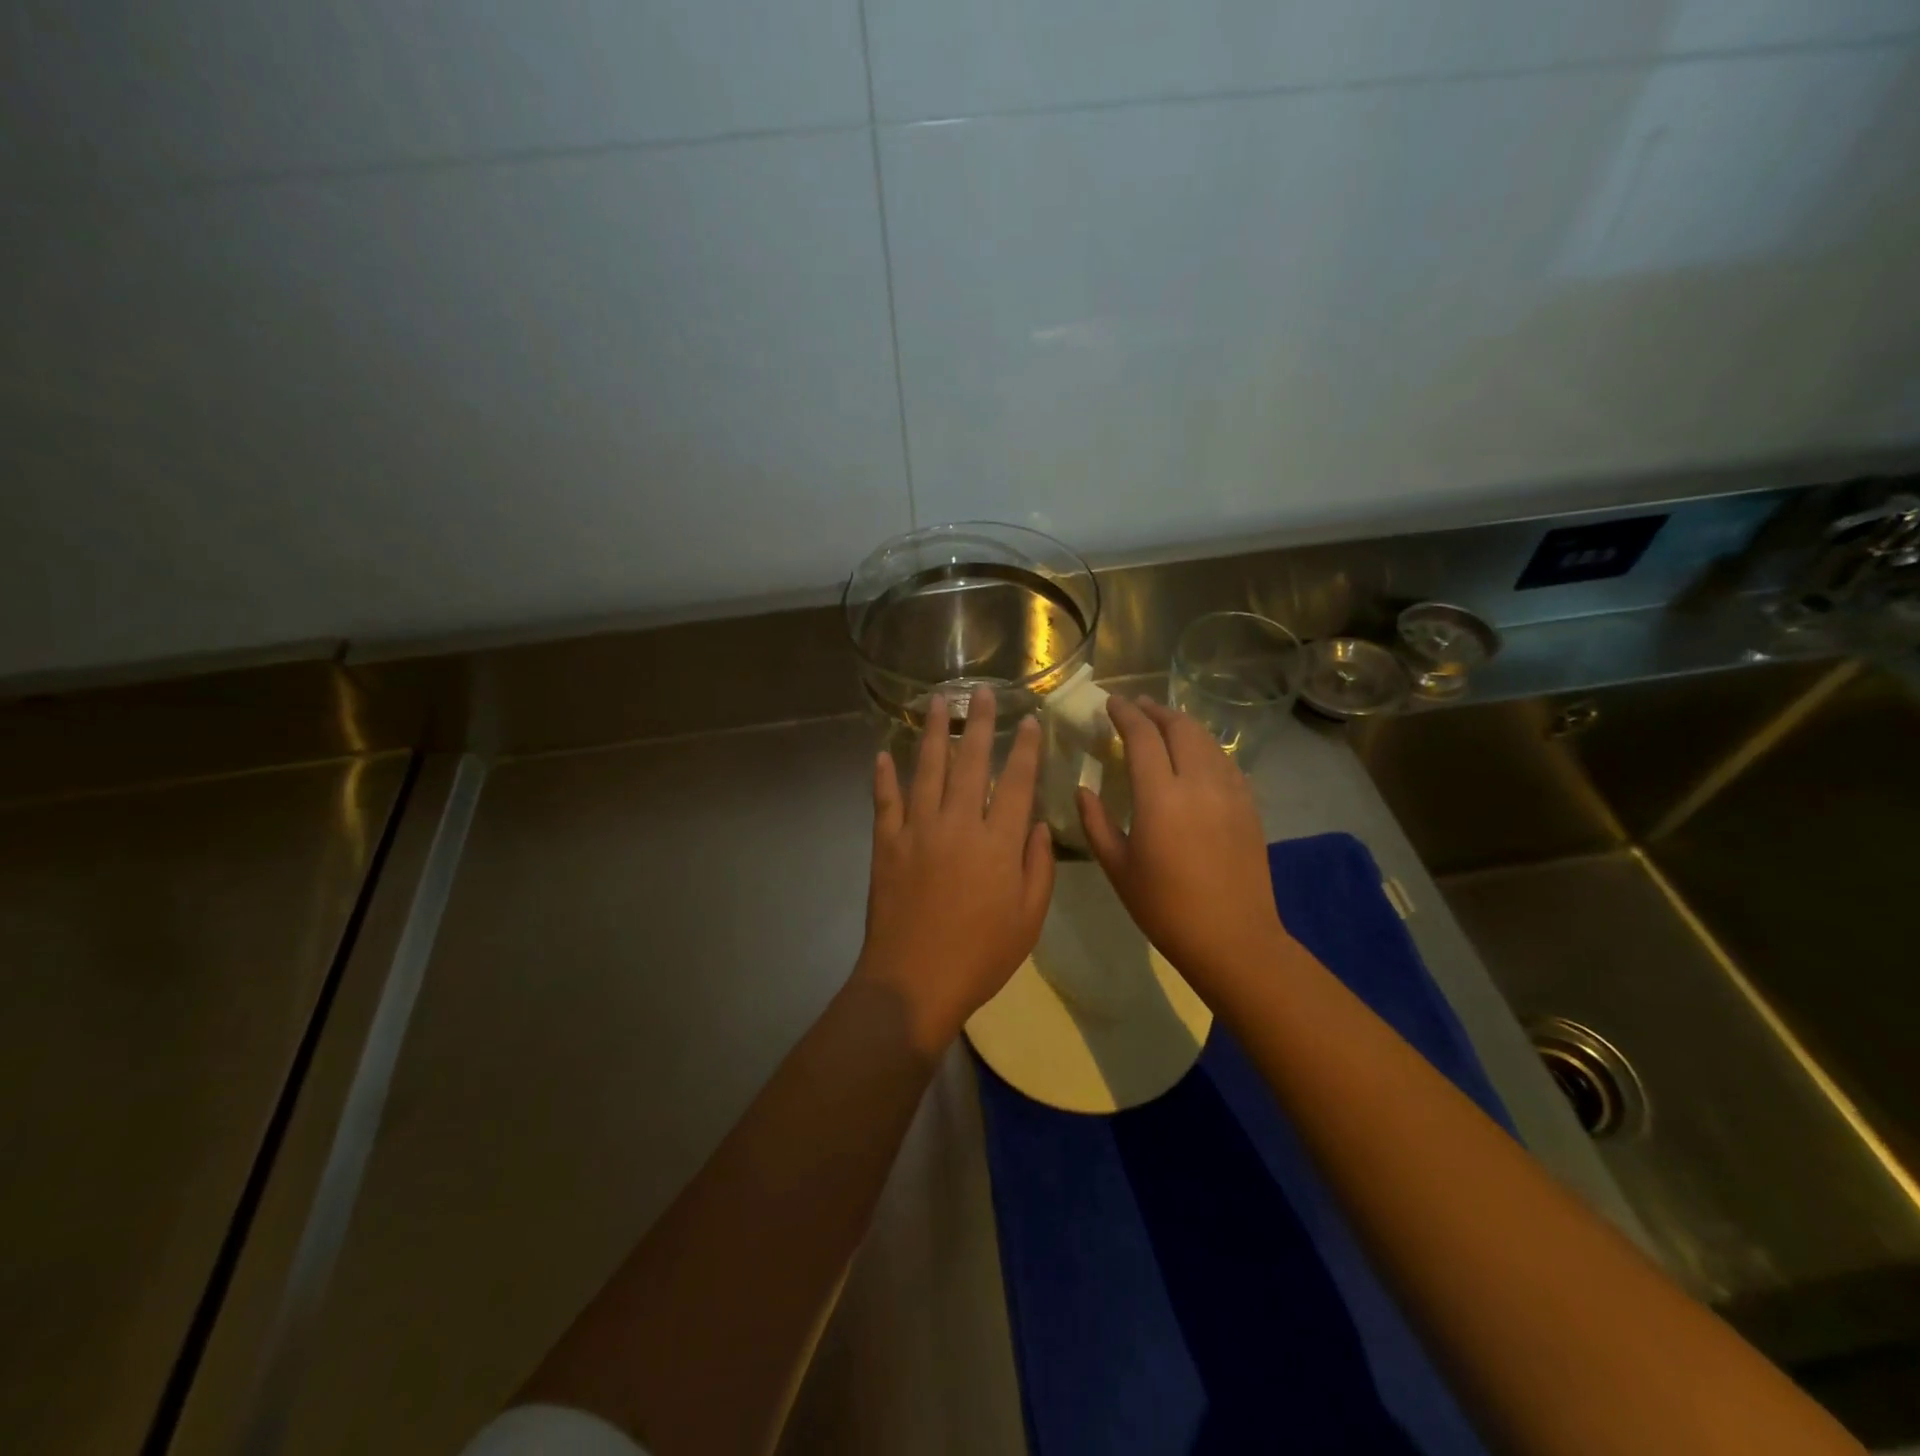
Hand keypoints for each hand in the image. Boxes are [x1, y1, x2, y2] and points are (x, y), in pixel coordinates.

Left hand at [856, 687, 1055, 1054]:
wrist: (914, 981)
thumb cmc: (980, 956)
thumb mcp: (1029, 918)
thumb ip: (1037, 866)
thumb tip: (1035, 824)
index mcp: (997, 843)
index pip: (1016, 782)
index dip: (1025, 749)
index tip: (1029, 720)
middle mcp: (958, 824)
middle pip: (971, 763)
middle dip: (979, 724)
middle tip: (982, 692)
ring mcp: (917, 830)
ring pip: (927, 770)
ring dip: (933, 733)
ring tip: (937, 702)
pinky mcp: (886, 844)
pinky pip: (885, 801)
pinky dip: (884, 776)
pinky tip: (883, 754)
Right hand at [1076, 696, 1289, 991]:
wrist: (1233, 938)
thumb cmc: (1165, 908)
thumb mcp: (1118, 868)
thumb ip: (1096, 822)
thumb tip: (1082, 789)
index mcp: (1160, 798)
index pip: (1142, 737)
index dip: (1125, 714)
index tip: (1111, 702)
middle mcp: (1198, 783)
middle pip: (1179, 728)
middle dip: (1156, 710)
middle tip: (1137, 706)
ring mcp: (1230, 792)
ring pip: (1206, 740)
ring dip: (1182, 724)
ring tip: (1164, 723)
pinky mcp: (1249, 805)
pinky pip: (1225, 761)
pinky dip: (1205, 747)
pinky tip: (1196, 755)